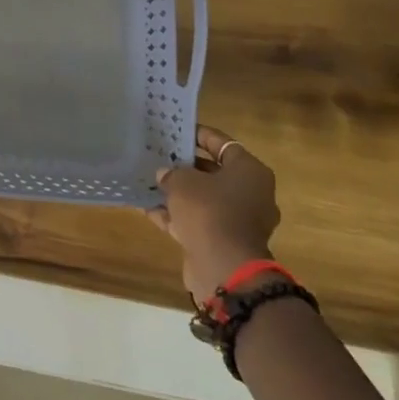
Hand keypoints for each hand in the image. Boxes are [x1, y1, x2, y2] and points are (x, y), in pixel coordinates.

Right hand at [147, 124, 281, 304]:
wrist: (225, 269)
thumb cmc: (209, 211)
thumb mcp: (182, 181)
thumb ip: (171, 173)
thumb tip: (165, 174)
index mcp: (250, 172)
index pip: (222, 144)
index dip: (198, 135)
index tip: (175, 130)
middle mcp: (250, 194)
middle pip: (214, 172)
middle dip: (186, 166)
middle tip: (159, 156)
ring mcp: (239, 221)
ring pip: (204, 199)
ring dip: (179, 193)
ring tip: (150, 181)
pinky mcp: (225, 242)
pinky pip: (198, 222)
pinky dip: (176, 216)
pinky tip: (148, 208)